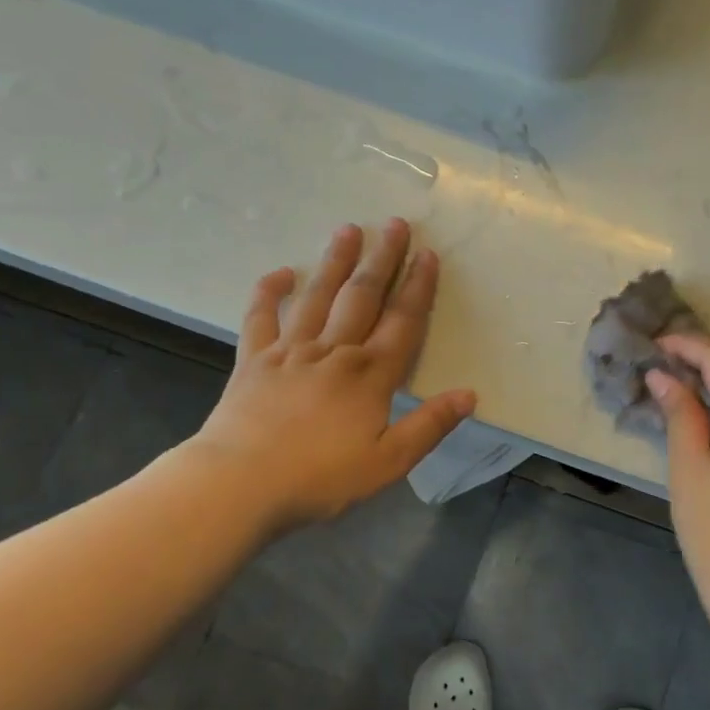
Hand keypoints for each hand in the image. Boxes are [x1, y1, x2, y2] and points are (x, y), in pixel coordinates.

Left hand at [183, 219, 475, 532]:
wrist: (238, 485)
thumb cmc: (320, 478)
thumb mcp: (389, 461)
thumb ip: (430, 426)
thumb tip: (470, 395)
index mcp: (370, 375)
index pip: (402, 322)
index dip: (418, 287)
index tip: (428, 255)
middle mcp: (334, 352)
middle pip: (363, 296)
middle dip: (382, 259)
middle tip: (394, 224)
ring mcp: (290, 352)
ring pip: (318, 297)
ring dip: (335, 262)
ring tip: (348, 229)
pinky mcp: (253, 362)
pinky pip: (260, 318)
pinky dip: (269, 293)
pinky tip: (281, 272)